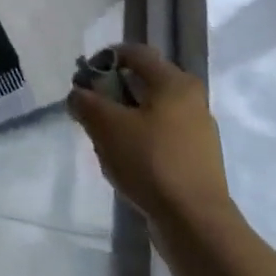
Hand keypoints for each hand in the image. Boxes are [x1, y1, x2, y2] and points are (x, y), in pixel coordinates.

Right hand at [69, 44, 232, 227]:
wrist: (195, 222)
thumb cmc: (150, 161)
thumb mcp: (105, 125)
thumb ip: (85, 102)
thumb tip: (78, 94)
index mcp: (174, 82)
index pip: (135, 53)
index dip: (104, 58)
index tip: (83, 78)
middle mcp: (191, 99)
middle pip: (142, 82)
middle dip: (111, 92)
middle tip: (89, 110)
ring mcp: (197, 130)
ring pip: (150, 110)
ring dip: (123, 117)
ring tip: (103, 138)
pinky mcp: (196, 157)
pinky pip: (160, 135)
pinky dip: (139, 139)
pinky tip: (124, 159)